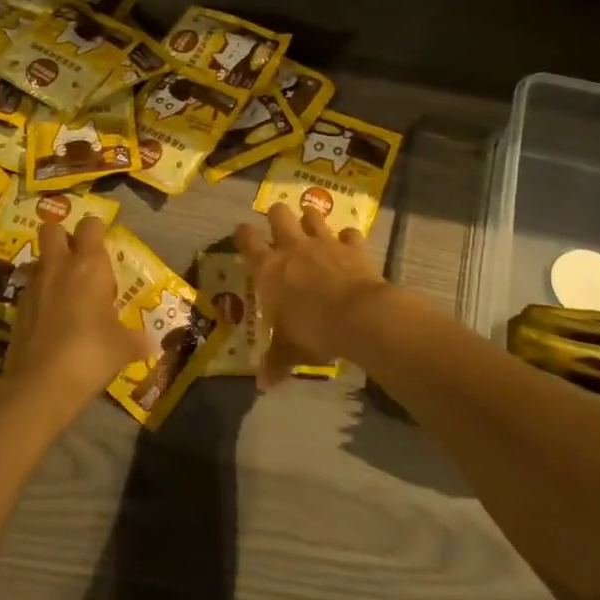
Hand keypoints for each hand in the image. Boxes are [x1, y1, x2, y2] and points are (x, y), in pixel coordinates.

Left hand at [1, 217, 152, 427]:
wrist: (41, 383)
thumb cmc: (91, 352)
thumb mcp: (123, 347)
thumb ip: (136, 340)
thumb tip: (152, 344)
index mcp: (89, 265)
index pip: (90, 225)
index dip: (96, 229)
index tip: (103, 244)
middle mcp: (58, 267)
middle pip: (51, 229)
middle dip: (63, 237)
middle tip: (78, 259)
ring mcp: (33, 287)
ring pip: (38, 261)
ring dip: (50, 269)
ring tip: (66, 294)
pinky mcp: (16, 310)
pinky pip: (29, 291)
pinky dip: (40, 298)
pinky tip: (52, 321)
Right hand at [234, 204, 389, 388]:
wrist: (358, 316)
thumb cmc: (314, 331)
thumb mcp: (291, 350)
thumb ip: (276, 361)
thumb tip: (263, 384)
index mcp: (270, 269)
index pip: (248, 242)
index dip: (243, 234)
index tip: (241, 231)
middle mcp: (293, 248)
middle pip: (278, 215)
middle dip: (276, 215)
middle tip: (278, 222)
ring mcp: (324, 243)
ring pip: (312, 215)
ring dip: (310, 217)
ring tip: (309, 221)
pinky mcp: (351, 246)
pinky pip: (349, 234)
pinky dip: (348, 237)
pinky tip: (348, 243)